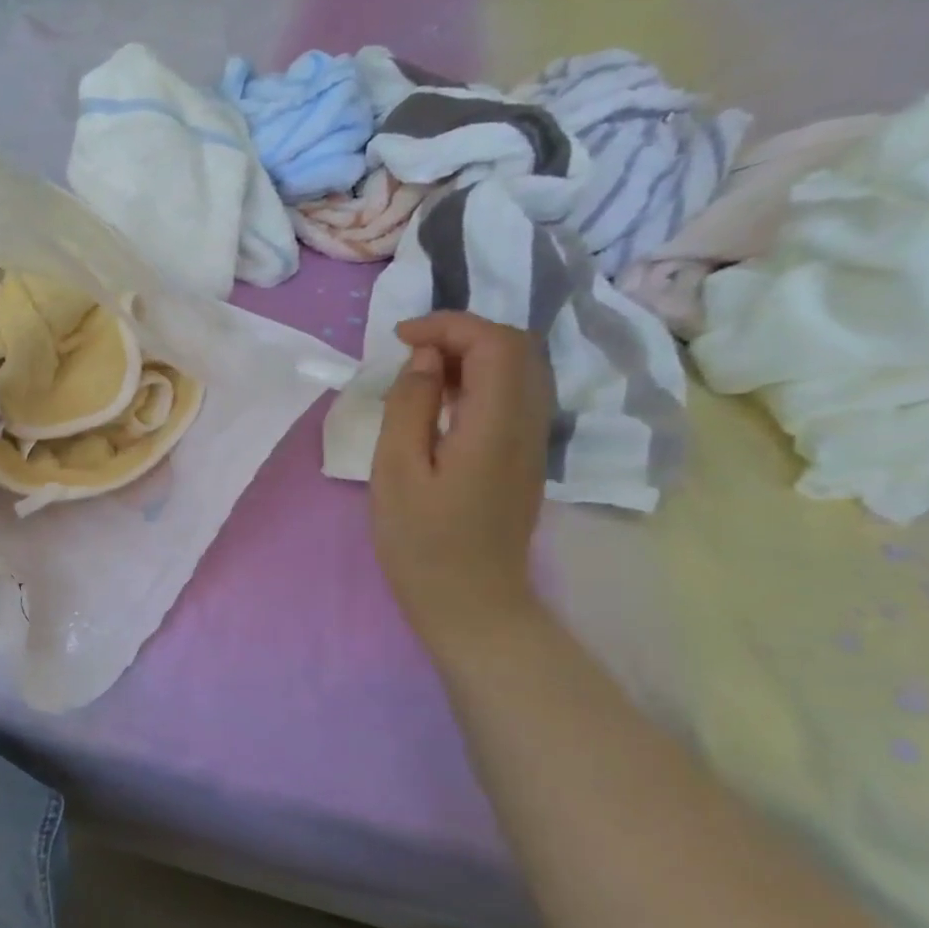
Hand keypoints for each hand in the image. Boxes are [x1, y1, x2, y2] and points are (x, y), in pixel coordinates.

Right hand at [369, 312, 551, 655]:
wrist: (470, 602)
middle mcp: (528, 423)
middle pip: (516, 347)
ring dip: (471, 357)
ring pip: (519, 371)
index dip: (448, 325)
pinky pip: (513, 397)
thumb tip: (423, 359)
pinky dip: (479, 383)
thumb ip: (409, 406)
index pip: (494, 341)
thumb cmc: (422, 542)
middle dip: (462, 334)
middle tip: (410, 354)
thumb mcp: (396, 471)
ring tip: (420, 377)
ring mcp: (532, 442)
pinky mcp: (524, 459)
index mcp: (496, 424)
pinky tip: (442, 406)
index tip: (399, 339)